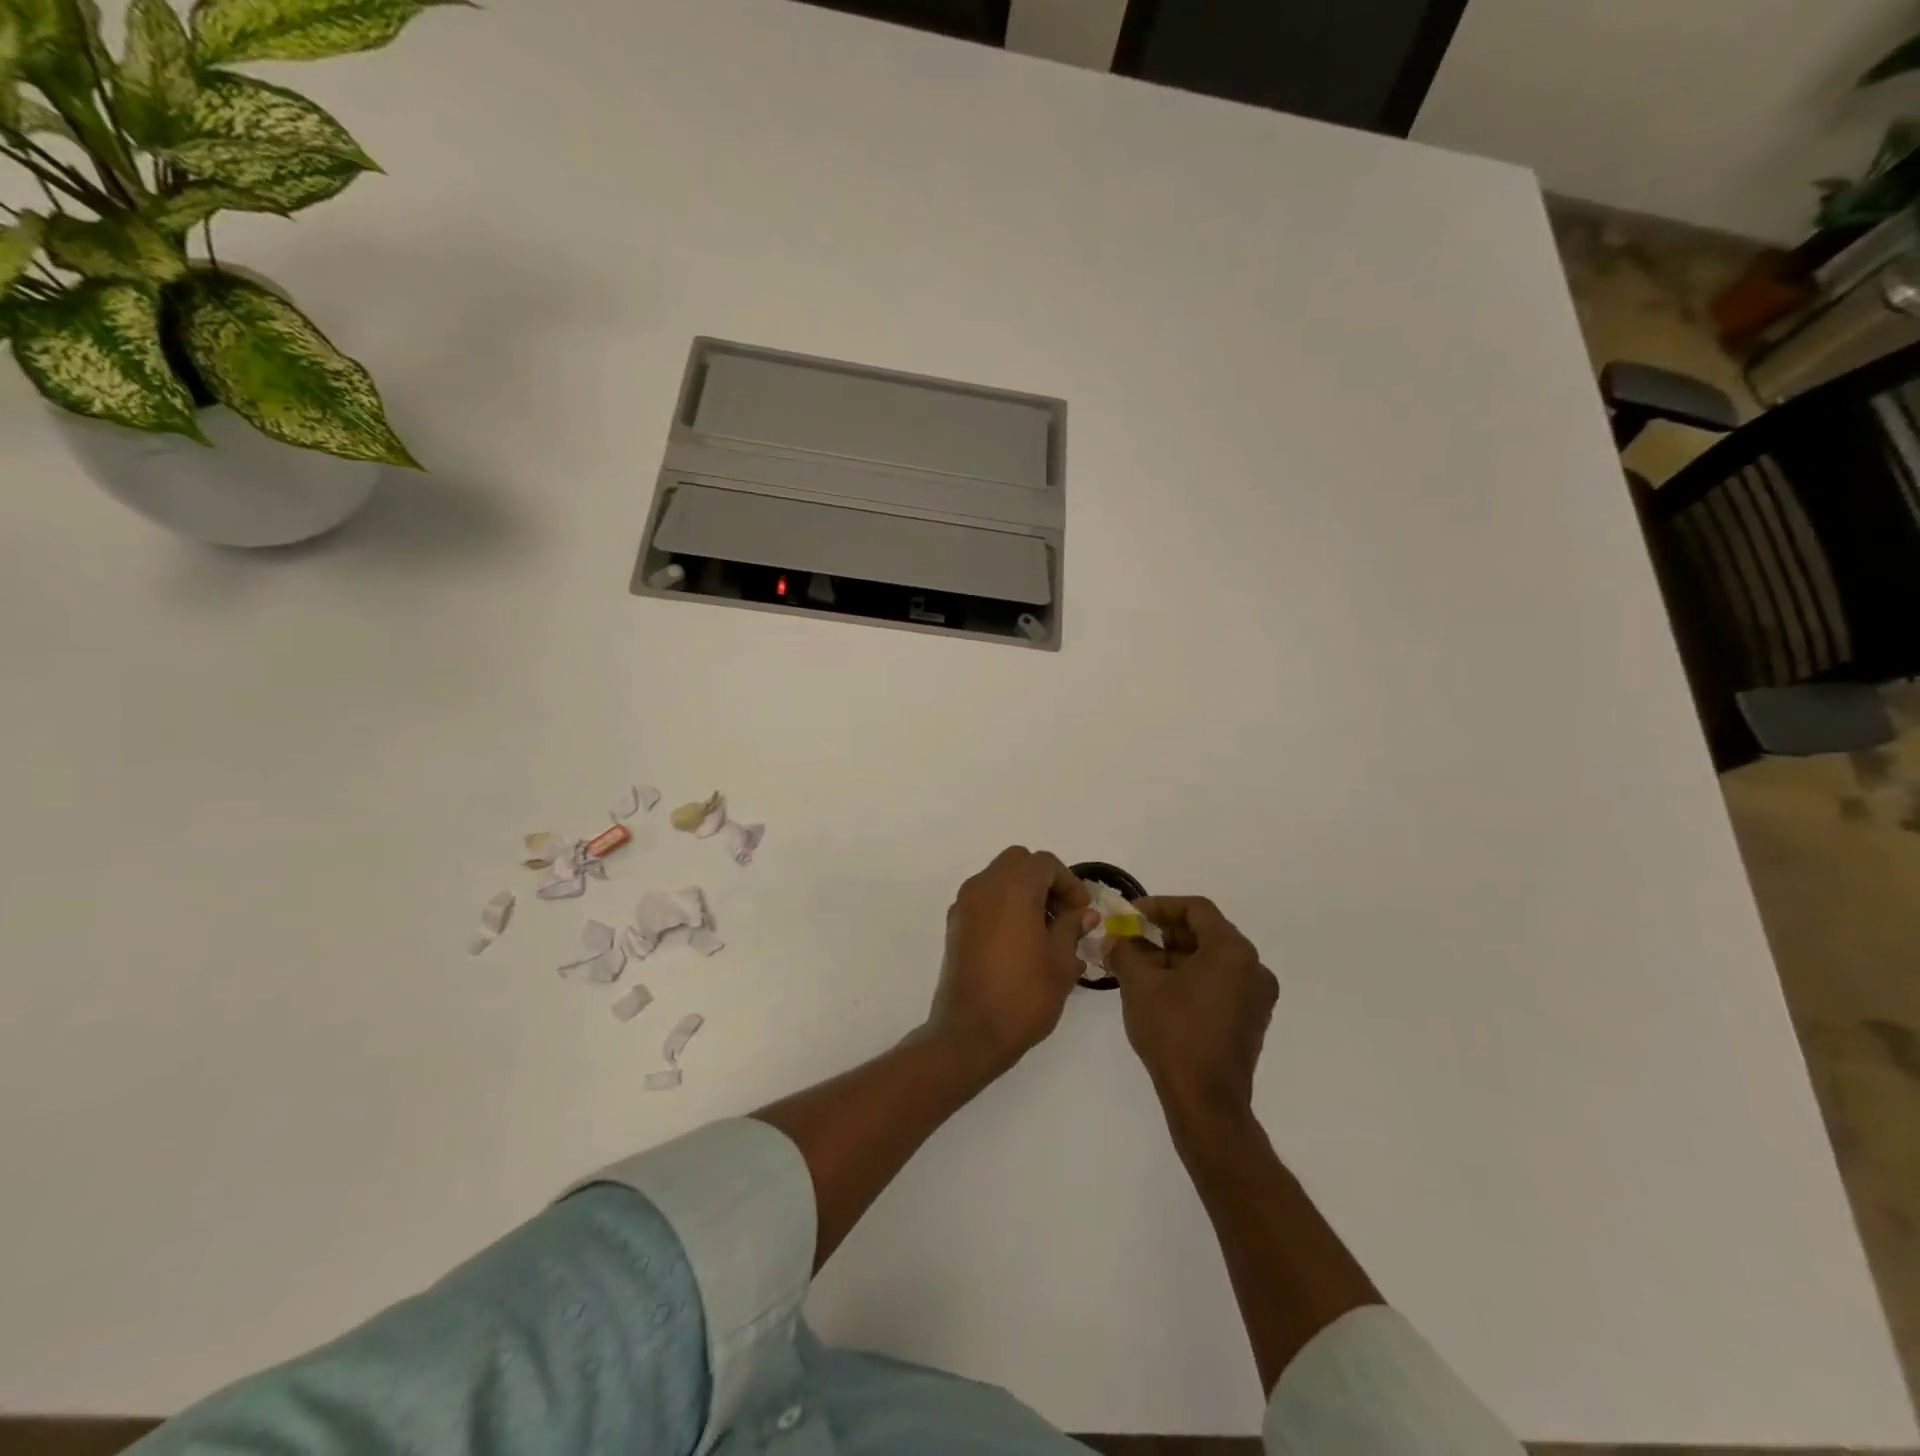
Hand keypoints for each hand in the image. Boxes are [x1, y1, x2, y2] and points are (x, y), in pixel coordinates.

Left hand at [927, 847, 1095, 1075]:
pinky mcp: (955, 925)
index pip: (1044, 863)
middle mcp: (983, 886)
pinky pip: (983, 899)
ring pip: (998, 878)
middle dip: (1044, 881)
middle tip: (1063, 914)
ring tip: (1044, 931)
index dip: (1069, 882)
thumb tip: (1083, 913)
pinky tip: (1020, 942)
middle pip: (1018, 862)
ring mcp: (964, 905)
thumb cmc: (1024, 995)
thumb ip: (1071, 928)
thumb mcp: (1061, 962)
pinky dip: (1003, 906)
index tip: (1082, 913)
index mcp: (1012, 888)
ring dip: (1023, 892)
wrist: (970, 1033)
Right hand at [1107, 897, 1277, 1131]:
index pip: (1196, 909)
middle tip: (1131, 938)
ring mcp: (1256, 996)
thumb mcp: (1139, 985)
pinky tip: (1160, 990)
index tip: (1131, 915)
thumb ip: (1124, 952)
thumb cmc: (1174, 1032)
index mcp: (1232, 951)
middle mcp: (1253, 967)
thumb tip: (1112, 940)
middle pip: (1206, 933)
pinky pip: (1220, 983)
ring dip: (1175, 956)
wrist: (1206, 1102)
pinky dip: (1191, 978)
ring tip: (1138, 966)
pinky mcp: (1251, 1020)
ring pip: (1212, 960)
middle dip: (1164, 933)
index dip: (1160, 906)